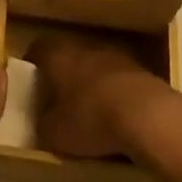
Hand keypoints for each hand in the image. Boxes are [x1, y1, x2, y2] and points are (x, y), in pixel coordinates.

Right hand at [26, 33, 175, 160]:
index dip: (33, 64)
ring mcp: (118, 58)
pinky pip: (121, 82)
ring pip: (97, 67)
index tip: (31, 81)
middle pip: (70, 56)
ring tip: (91, 110)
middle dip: (64, 75)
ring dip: (93, 84)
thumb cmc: (91, 119)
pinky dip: (117, 95)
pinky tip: (119, 117)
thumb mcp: (55, 133)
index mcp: (58, 56)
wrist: (150, 117)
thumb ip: (44, 124)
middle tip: (59, 98)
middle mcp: (86, 49)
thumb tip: (44, 121)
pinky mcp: (143, 72)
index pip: (38, 49)